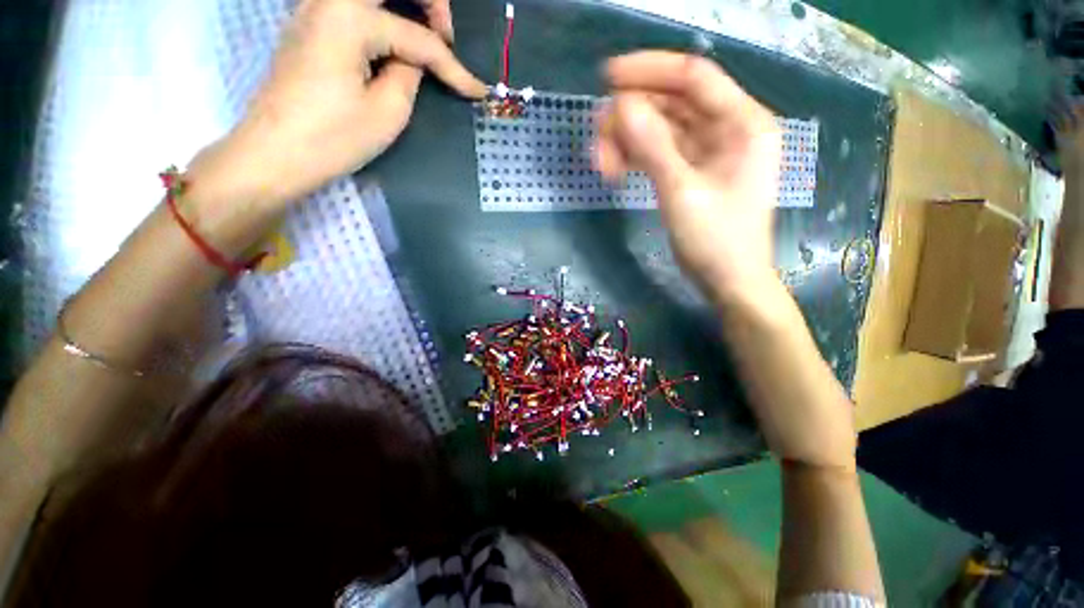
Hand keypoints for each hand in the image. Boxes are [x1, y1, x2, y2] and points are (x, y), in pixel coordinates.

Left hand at [196, 0, 486, 206]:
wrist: (275, 152)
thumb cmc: (333, 137)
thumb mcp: (387, 111)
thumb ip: (410, 73)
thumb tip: (416, 59)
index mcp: (350, 16)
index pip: (418, 38)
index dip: (454, 67)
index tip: (478, 91)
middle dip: (429, 1)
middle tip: (445, 34)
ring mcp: (315, 8)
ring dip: (404, 4)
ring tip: (426, 35)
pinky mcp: (309, 24)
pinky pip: (354, 6)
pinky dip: (381, 15)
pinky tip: (395, 39)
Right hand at [594, 51, 780, 302]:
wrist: (728, 282)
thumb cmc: (716, 241)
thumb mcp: (682, 193)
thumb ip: (653, 147)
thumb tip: (621, 107)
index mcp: (742, 123)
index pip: (694, 77)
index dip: (650, 70)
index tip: (607, 78)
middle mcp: (728, 129)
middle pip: (673, 104)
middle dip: (631, 117)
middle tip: (596, 137)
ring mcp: (709, 152)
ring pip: (662, 130)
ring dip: (629, 141)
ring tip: (601, 163)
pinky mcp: (693, 172)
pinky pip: (661, 152)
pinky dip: (637, 157)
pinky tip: (617, 169)